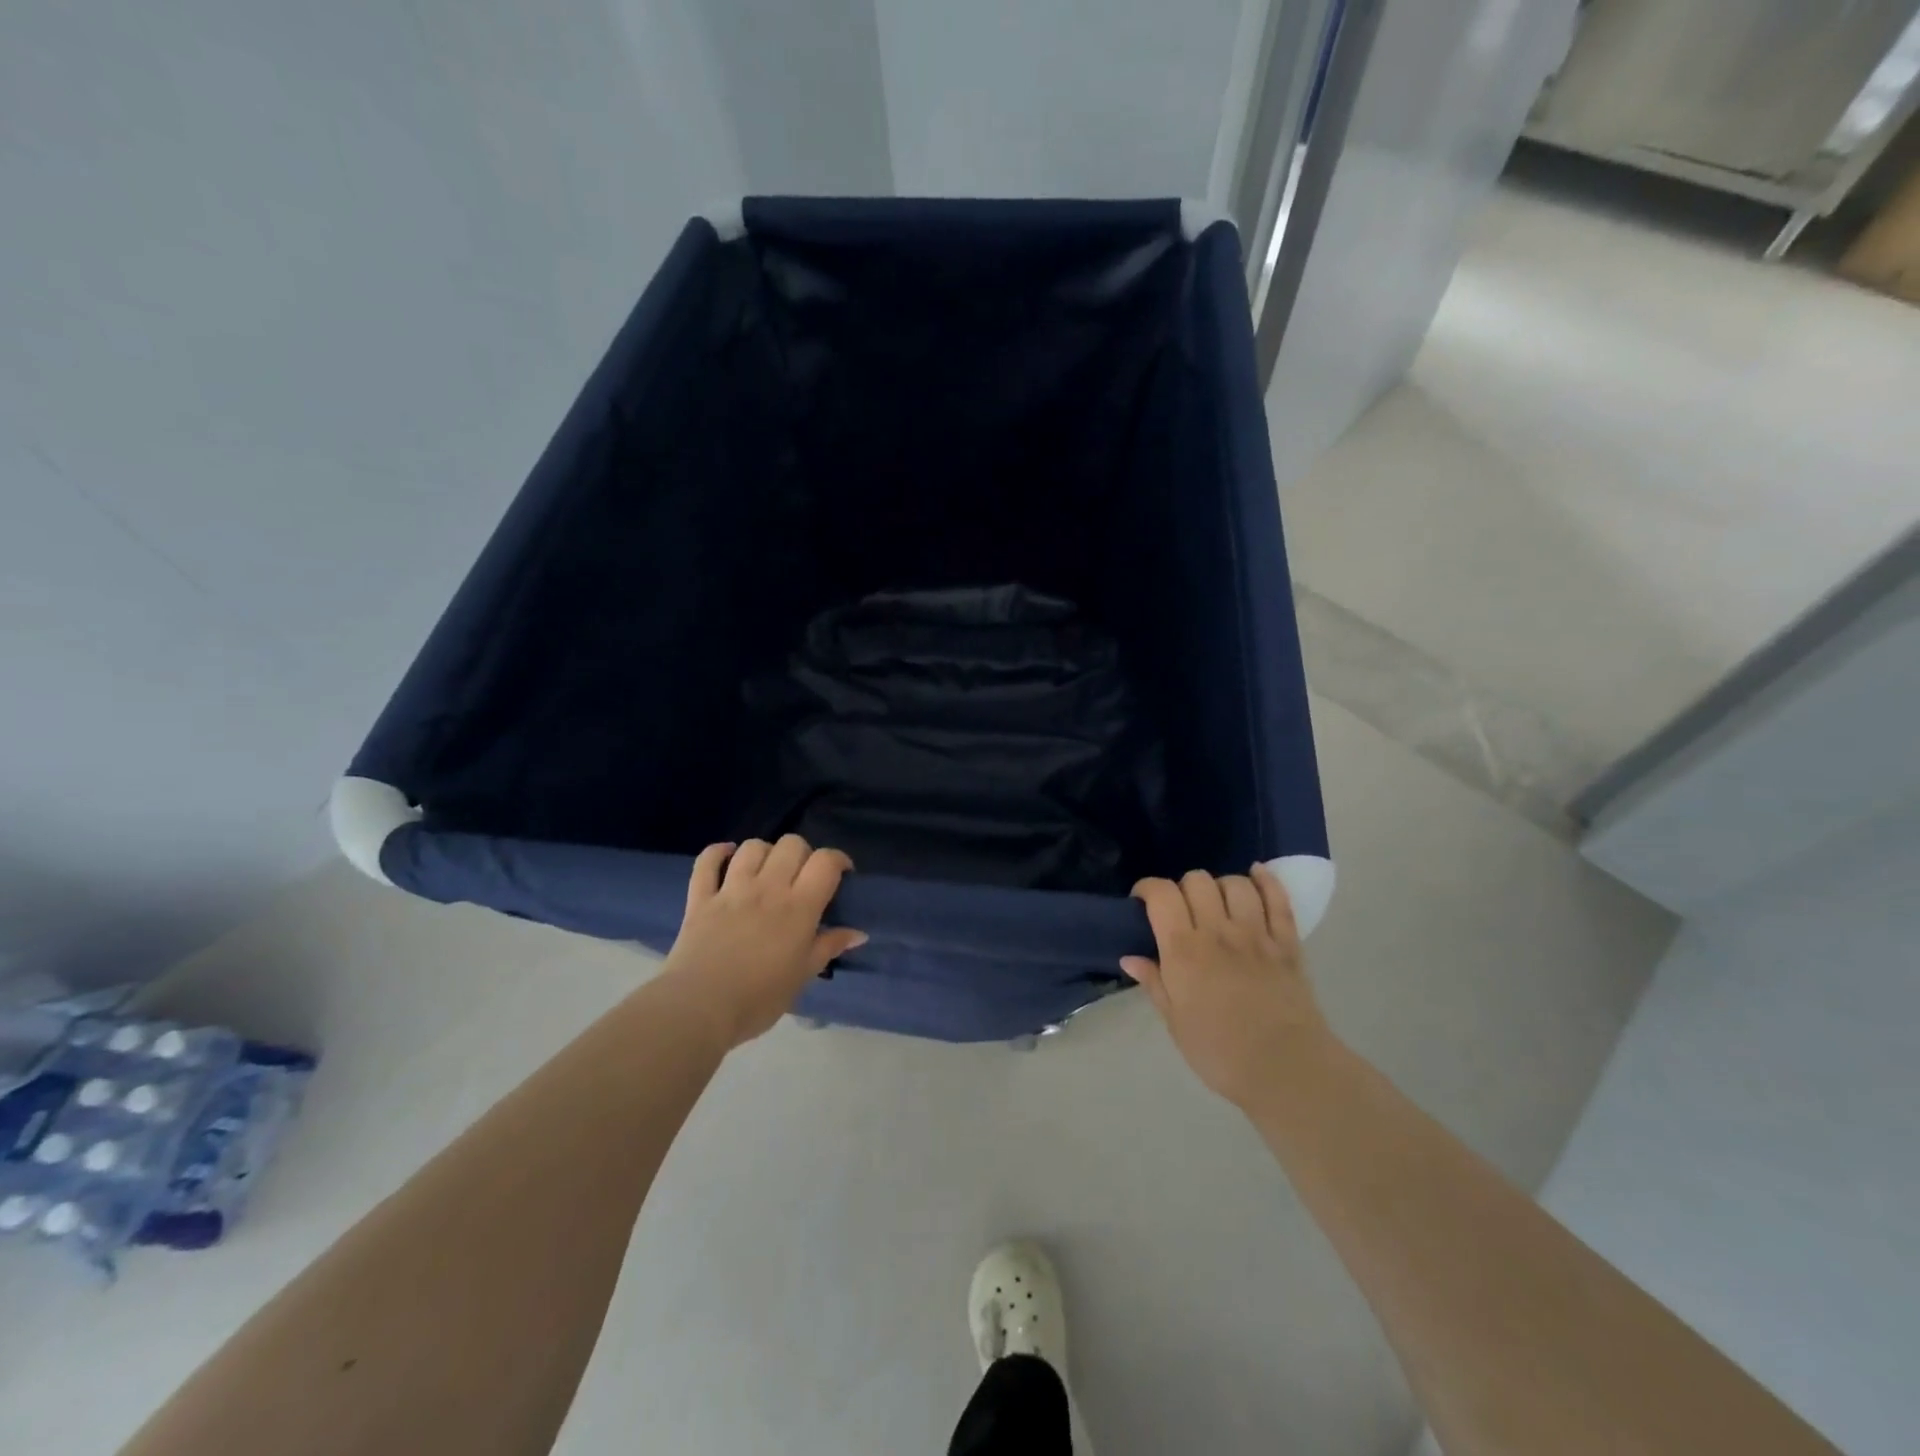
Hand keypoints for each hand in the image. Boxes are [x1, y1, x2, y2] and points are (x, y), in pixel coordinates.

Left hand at [658, 836, 866, 1050]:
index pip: (825, 862)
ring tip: (767, 871)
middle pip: (791, 844)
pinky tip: (726, 856)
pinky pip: (706, 861)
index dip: (838, 860)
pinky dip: (717, 853)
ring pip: (752, 847)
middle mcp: (767, 888)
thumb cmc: (759, 998)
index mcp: (798, 907)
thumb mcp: (803, 975)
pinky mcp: (700, 898)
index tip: (842, 874)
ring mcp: (731, 890)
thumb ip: (829, 947)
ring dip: (765, 853)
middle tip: (803, 877)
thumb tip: (858, 933)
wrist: (699, 1009)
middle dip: (803, 854)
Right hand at [1121, 864, 1332, 1109]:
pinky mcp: (1288, 943)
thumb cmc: (1220, 1052)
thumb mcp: (1175, 1023)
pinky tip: (1255, 875)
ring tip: (1217, 904)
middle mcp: (1218, 932)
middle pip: (1197, 880)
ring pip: (1235, 884)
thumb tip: (1130, 957)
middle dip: (1183, 888)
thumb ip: (1154, 983)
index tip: (1142, 902)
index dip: (1147, 888)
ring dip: (1220, 887)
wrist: (1286, 1071)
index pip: (1161, 894)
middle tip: (1182, 911)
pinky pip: (1278, 898)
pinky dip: (1266, 880)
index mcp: (1184, 951)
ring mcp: (1257, 934)